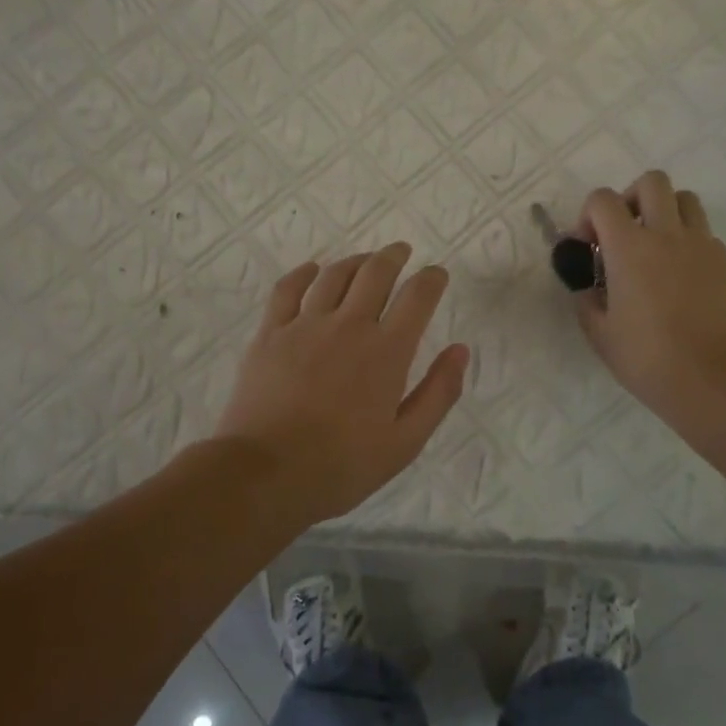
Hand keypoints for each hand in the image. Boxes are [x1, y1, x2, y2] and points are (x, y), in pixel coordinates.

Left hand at [212, 244, 469, 524]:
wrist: (265, 473)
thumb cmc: (342, 465)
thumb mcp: (405, 442)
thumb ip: (438, 392)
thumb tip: (460, 350)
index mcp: (387, 351)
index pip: (417, 297)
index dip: (432, 279)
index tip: (437, 275)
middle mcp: (348, 325)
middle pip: (375, 273)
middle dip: (394, 256)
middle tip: (402, 252)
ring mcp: (305, 325)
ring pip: (334, 274)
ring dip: (356, 261)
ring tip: (365, 260)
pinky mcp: (270, 333)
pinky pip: (288, 289)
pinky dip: (304, 273)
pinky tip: (313, 270)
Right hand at [574, 171, 725, 429]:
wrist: (714, 378)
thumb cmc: (648, 358)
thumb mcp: (600, 334)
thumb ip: (588, 301)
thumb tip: (590, 288)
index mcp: (629, 247)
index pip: (603, 200)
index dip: (589, 215)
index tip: (588, 246)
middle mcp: (668, 234)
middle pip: (652, 182)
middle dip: (632, 198)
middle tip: (626, 233)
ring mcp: (705, 246)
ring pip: (687, 201)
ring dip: (667, 214)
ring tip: (658, 250)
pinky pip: (707, 238)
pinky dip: (690, 248)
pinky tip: (685, 284)